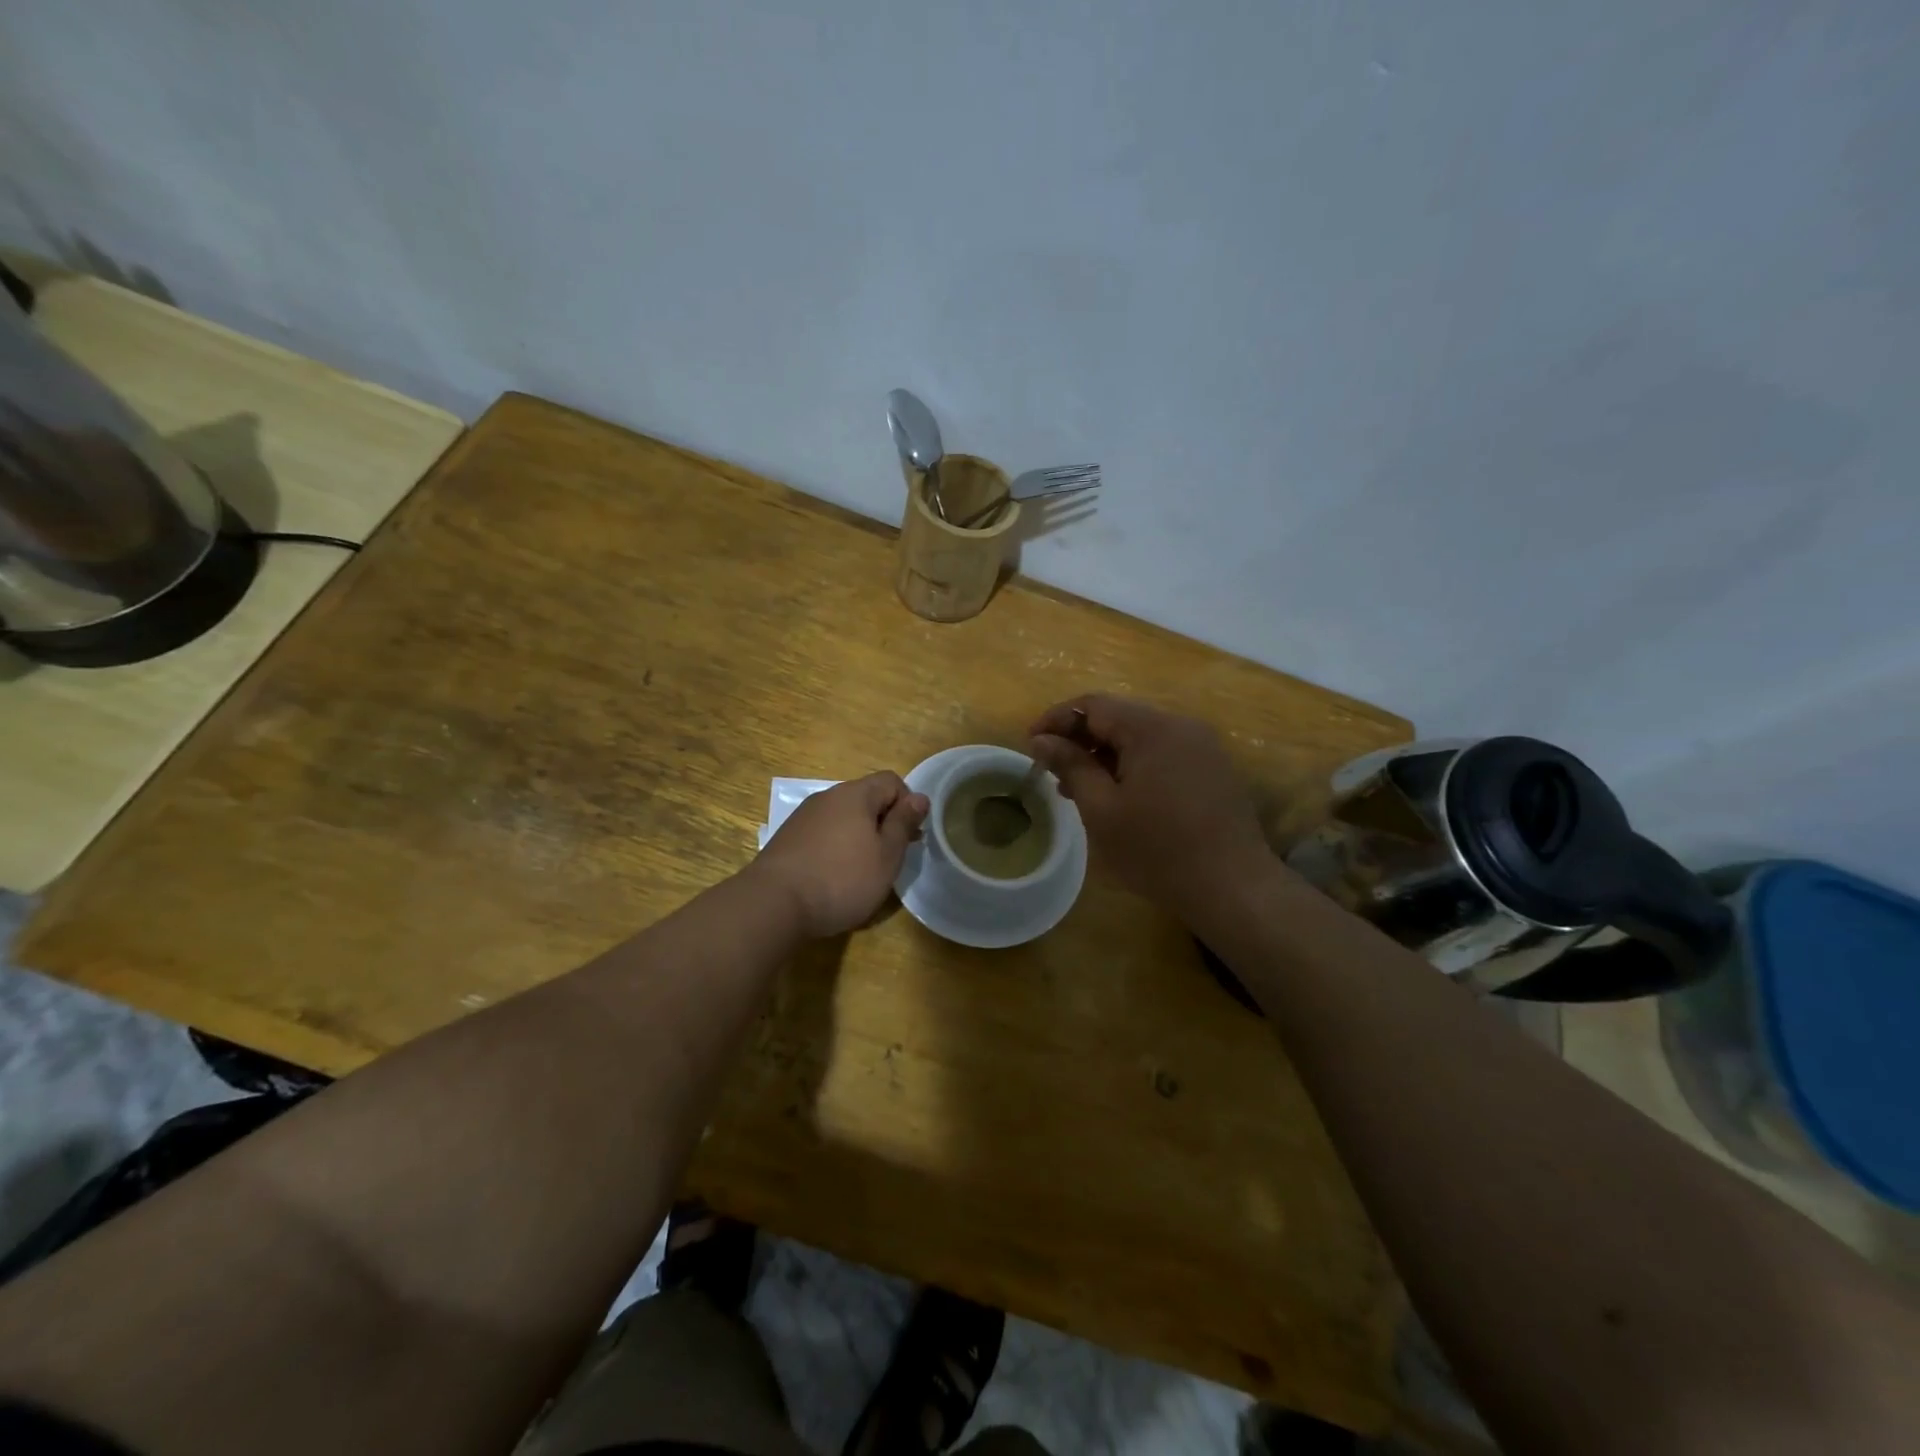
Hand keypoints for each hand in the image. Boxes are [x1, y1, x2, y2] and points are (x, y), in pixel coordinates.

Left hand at [753, 772, 929, 938]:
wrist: (774, 903)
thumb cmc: (842, 879)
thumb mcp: (886, 855)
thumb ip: (904, 823)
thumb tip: (919, 797)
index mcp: (855, 794)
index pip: (891, 781)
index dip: (908, 804)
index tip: (910, 837)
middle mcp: (828, 796)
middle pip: (866, 798)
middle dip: (884, 822)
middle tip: (891, 857)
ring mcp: (804, 816)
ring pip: (843, 817)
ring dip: (860, 836)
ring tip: (863, 870)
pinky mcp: (788, 838)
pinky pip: (823, 833)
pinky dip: (836, 847)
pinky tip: (834, 876)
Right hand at [1029, 694, 1273, 914]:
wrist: (1233, 887)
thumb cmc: (1157, 849)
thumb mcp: (1102, 809)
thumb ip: (1070, 766)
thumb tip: (1041, 740)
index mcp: (1151, 728)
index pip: (1094, 705)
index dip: (1056, 720)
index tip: (1030, 745)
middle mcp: (1180, 725)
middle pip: (1119, 718)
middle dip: (1081, 740)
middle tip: (1053, 773)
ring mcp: (1202, 746)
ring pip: (1141, 737)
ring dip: (1106, 755)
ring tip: (1081, 790)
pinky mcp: (1213, 769)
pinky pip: (1163, 754)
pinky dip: (1134, 766)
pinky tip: (1121, 798)